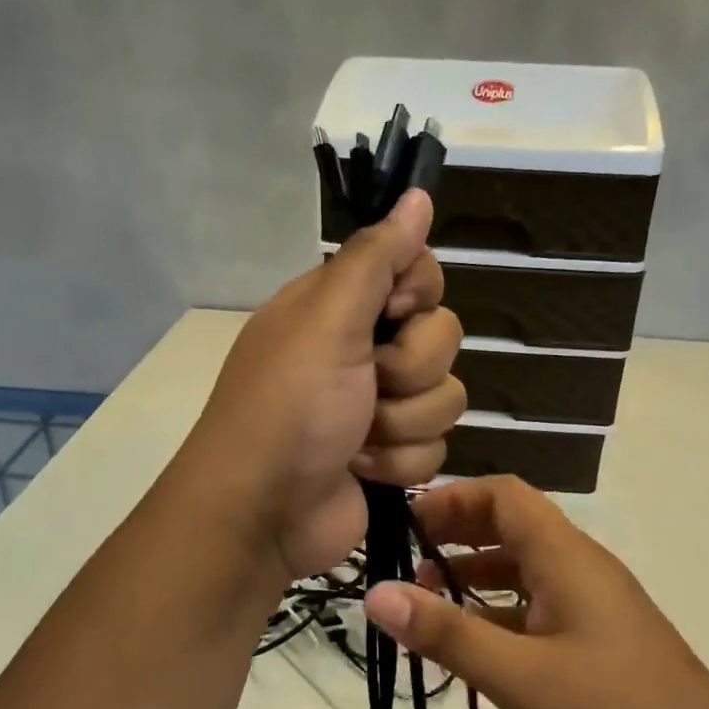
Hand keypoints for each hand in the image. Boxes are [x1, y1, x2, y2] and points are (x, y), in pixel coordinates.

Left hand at [188, 189, 464, 578]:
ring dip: (402, 424)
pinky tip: (360, 470)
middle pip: (441, 337)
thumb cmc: (288, 409)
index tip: (395, 313)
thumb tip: (418, 195)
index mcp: (340, 307)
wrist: (263, 514)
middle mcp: (363, 350)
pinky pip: (435, 446)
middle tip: (366, 385)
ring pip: (445, 397)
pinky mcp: (392, 456)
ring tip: (356, 439)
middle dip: (409, 371)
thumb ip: (376, 258)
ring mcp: (379, 407)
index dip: (418, 294)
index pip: (418, 273)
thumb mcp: (326, 322)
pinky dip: (398, 463)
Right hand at [363, 475, 708, 708]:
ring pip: (526, 571)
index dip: (452, 499)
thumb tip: (376, 593)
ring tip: (430, 607)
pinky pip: (540, 608)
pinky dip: (502, 614)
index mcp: (565, 556)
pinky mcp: (599, 640)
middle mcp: (581, 567)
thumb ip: (447, 634)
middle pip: (513, 527)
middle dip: (458, 536)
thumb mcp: (519, 675)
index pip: (504, 495)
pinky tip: (477, 648)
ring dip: (477, 578)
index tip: (405, 525)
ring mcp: (594, 605)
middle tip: (408, 564)